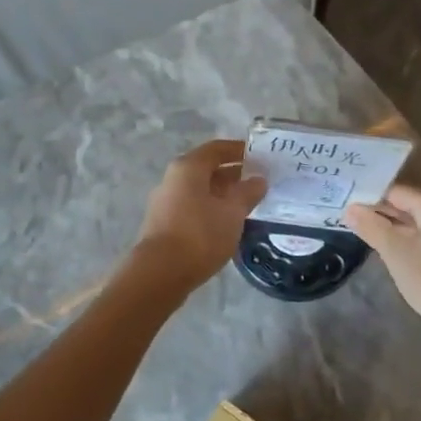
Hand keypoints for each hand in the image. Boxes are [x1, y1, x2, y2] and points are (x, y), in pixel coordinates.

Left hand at [129, 139, 266, 291]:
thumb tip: (259, 180)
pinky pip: (193, 207)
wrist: (161, 272)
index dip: (239, 150)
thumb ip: (247, 193)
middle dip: (233, 174)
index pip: (217, 149)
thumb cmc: (200, 234)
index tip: (260, 155)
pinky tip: (227, 223)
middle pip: (207, 169)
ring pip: (200, 190)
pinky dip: (212, 209)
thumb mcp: (232, 213)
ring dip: (223, 193)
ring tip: (248, 204)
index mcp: (188, 168)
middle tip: (259, 181)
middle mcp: (173, 179)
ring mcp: (166, 202)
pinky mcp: (164, 223)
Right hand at [345, 184, 420, 336]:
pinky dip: (414, 243)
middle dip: (383, 215)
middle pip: (411, 207)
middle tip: (353, 222)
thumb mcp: (395, 252)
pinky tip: (399, 255)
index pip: (397, 192)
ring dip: (397, 231)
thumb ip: (371, 227)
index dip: (371, 199)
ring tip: (370, 238)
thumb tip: (350, 209)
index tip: (348, 208)